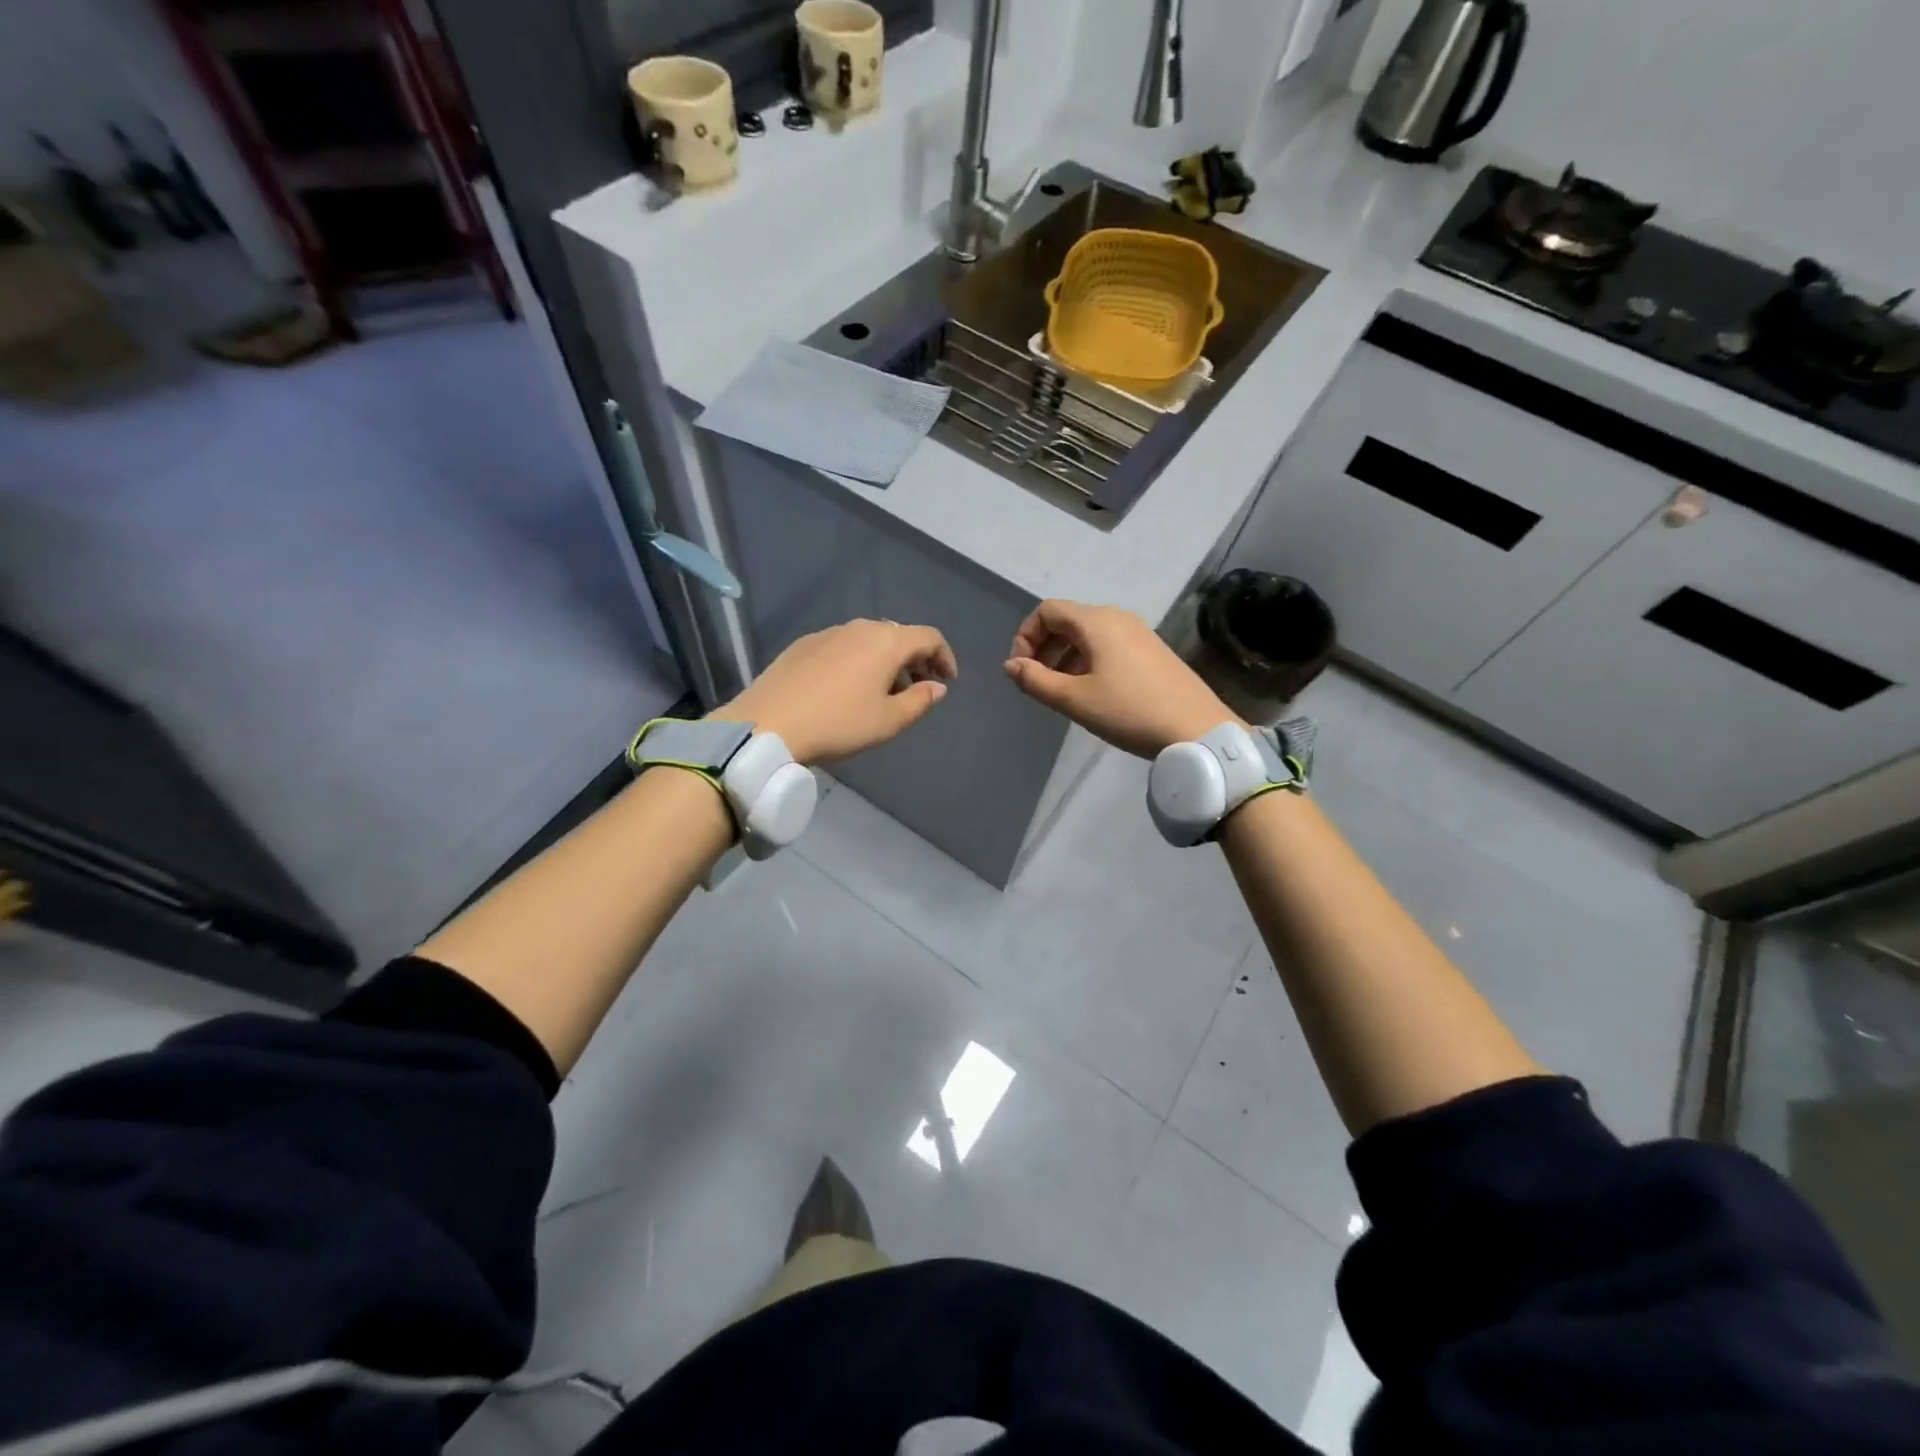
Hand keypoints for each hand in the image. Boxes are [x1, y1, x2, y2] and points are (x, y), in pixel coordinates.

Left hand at [716, 619, 956, 765]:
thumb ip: (920, 701)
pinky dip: (857, 660)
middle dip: (915, 659)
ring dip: (885, 660)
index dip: (945, 657)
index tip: (947, 681)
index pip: (928, 637)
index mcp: (886, 641)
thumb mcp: (888, 721)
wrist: (769, 723)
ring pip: (868, 639)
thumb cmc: (838, 723)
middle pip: (898, 635)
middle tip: (918, 686)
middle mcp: (859, 627)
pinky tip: (847, 687)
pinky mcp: (803, 645)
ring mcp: (828, 633)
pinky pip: (842, 646)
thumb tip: (936, 687)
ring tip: (883, 690)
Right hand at [1004, 599, 1235, 758]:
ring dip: (1064, 657)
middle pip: (1067, 620)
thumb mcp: (1075, 700)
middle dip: (1043, 648)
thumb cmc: (1130, 711)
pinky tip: (1091, 692)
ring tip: (1060, 692)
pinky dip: (1087, 660)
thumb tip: (1011, 665)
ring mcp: (1138, 632)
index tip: (1021, 670)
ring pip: (1087, 634)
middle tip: (1036, 683)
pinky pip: (1108, 645)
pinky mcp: (1151, 650)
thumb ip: (1036, 680)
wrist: (1197, 729)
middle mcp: (1116, 617)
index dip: (1025, 636)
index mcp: (1096, 621)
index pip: (1047, 611)